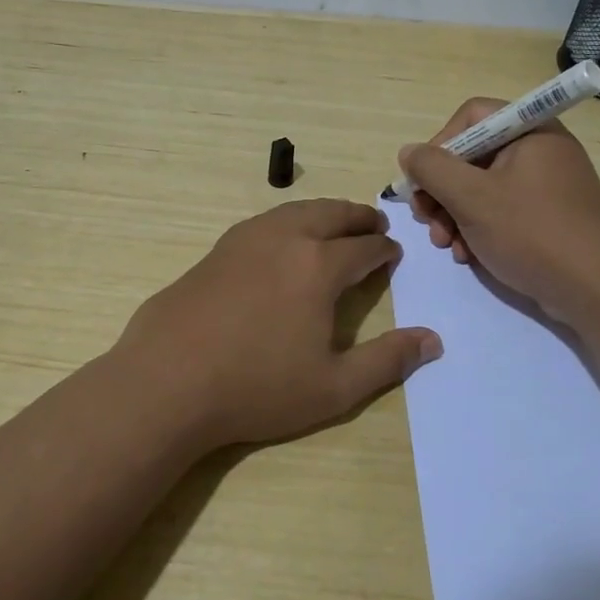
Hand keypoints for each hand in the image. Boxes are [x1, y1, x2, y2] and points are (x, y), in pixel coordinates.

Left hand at [113, 199, 441, 450]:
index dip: (383, 249)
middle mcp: (284, 239)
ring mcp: (244, 240)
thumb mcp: (334, 387)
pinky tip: (282, 240)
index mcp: (318, 266)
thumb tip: (433, 340)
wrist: (167, 381)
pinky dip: (288, 221)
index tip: (393, 252)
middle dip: (357, 217)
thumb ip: (387, 361)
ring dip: (322, 213)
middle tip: (373, 223)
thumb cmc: (257, 388)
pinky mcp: (215, 250)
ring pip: (294, 211)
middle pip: (330, 214)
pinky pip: (264, 222)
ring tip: (334, 224)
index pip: (363, 247)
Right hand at [397, 99, 599, 325]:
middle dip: (442, 190)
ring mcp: (546, 185)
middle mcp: (540, 150)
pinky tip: (468, 255)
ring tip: (446, 244)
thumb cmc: (533, 233)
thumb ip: (433, 169)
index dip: (440, 144)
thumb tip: (409, 152)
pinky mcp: (548, 217)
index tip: (425, 180)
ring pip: (482, 187)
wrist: (598, 291)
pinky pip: (501, 211)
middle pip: (473, 155)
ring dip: (455, 215)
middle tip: (426, 219)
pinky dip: (478, 229)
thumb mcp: (472, 198)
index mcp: (530, 131)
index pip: (472, 116)